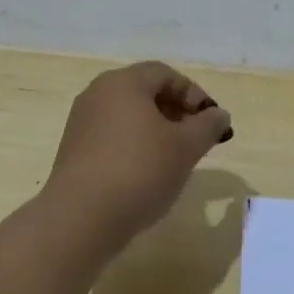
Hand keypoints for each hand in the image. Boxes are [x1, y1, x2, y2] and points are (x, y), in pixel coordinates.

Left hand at [44, 61, 232, 243]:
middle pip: (145, 93)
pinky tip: (147, 174)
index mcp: (123, 83)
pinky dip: (135, 146)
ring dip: (157, 131)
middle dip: (177, 112)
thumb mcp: (186, 147)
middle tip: (197, 139)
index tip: (211, 122)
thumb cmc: (140, 171)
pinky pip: (113, 137)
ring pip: (129, 117)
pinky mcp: (74, 151)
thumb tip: (219, 115)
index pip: (165, 74)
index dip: (194, 94)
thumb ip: (208, 126)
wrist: (80, 219)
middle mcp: (97, 94)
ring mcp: (82, 123)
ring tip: (176, 159)